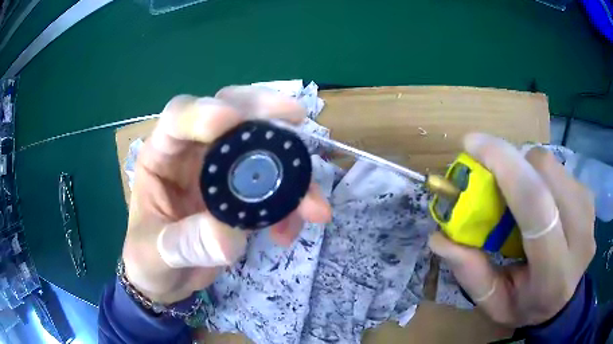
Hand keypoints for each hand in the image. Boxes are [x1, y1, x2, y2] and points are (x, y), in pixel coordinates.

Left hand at [122, 86, 331, 304]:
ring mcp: (221, 172)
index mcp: (161, 157)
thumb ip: (183, 245)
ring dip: (292, 171)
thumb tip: (229, 237)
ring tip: (313, 205)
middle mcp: (193, 155)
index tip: (231, 119)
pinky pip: (272, 187)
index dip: (203, 112)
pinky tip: (289, 233)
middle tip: (296, 116)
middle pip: (229, 112)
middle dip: (262, 111)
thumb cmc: (149, 261)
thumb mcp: (154, 256)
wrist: (167, 279)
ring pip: (260, 147)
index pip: (178, 118)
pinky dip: (290, 206)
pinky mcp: (242, 194)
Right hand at [429, 133, 595, 326]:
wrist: (566, 300)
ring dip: (527, 170)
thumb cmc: (528, 306)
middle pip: (545, 171)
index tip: (472, 144)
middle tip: (494, 181)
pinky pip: (559, 169)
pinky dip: (541, 176)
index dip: (504, 165)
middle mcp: (580, 235)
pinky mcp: (590, 197)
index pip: (535, 204)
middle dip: (514, 164)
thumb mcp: (494, 303)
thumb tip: (439, 237)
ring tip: (519, 198)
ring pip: (551, 164)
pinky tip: (540, 201)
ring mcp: (589, 211)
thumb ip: (471, 274)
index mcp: (555, 272)